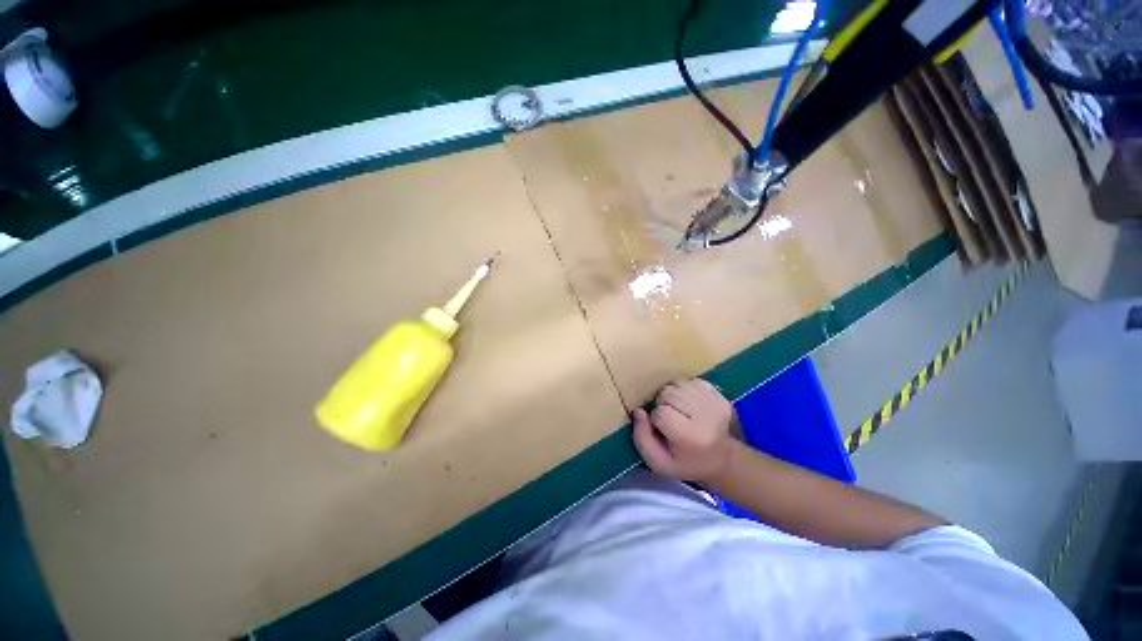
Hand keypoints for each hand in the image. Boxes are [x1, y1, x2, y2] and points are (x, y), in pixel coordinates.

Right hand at [632, 378, 735, 483]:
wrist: (723, 460)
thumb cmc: (686, 463)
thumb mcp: (658, 463)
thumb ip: (642, 438)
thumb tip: (638, 411)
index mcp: (691, 437)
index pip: (661, 413)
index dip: (656, 419)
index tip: (663, 430)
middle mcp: (706, 417)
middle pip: (668, 394)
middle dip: (663, 404)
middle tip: (671, 419)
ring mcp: (715, 403)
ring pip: (678, 384)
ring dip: (672, 395)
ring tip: (679, 410)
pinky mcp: (720, 395)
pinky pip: (690, 381)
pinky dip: (684, 389)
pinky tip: (689, 404)